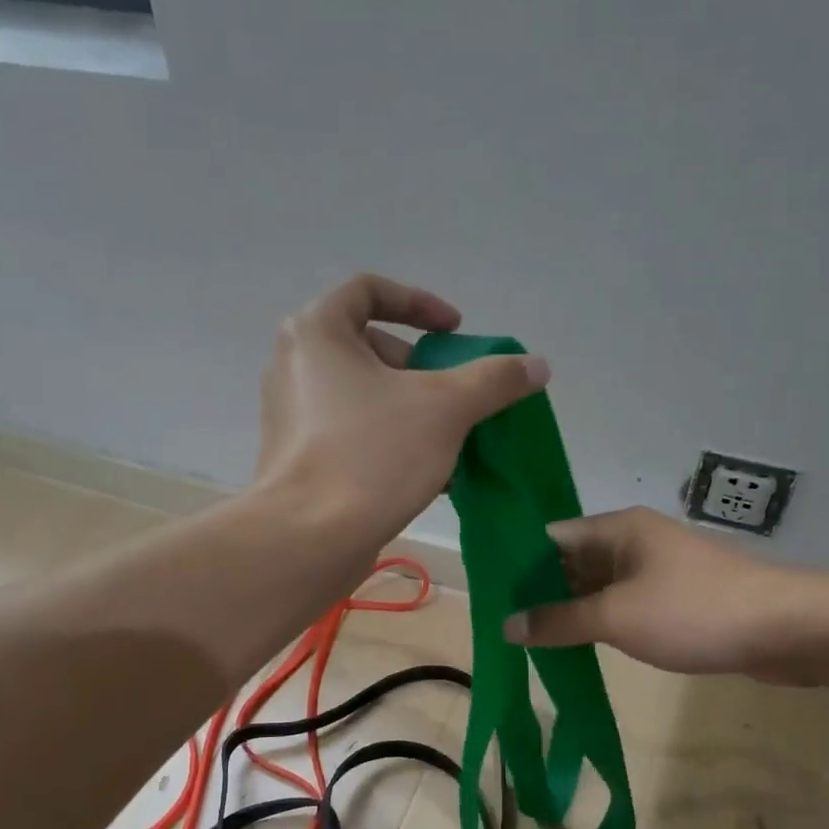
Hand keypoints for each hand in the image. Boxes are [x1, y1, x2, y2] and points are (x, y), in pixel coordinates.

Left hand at [255, 273, 549, 547]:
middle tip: (451, 396)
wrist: (310, 537)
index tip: (455, 332)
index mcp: (317, 331)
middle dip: (420, 369)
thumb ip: (493, 380)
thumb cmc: (373, 454)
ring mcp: (291, 413)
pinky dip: (387, 439)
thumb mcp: (446, 408)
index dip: (420, 303)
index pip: (369, 290)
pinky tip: (425, 475)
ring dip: (410, 409)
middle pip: (369, 347)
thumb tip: (537, 365)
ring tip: (448, 442)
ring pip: (363, 395)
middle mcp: (295, 364)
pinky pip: (350, 431)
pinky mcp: (296, 457)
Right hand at [502, 508, 828, 684]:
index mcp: (617, 528)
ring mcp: (658, 570)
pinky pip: (624, 605)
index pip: (550, 538)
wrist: (786, 629)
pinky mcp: (677, 599)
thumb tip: (507, 625)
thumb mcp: (615, 617)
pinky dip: (600, 622)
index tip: (487, 594)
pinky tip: (576, 645)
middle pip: (573, 562)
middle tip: (500, 624)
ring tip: (527, 639)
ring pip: (599, 587)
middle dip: (539, 592)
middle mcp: (635, 541)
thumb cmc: (693, 612)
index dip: (517, 564)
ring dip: (569, 611)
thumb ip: (558, 620)